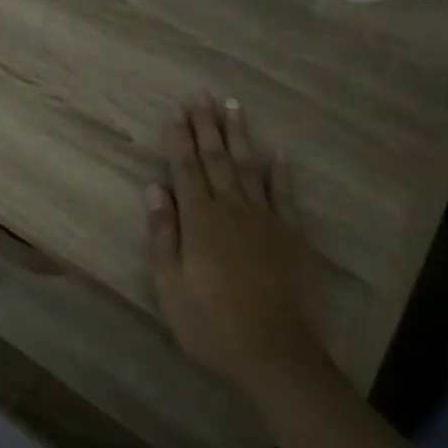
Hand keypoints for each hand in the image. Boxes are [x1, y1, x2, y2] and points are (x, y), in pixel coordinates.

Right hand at [145, 96, 325, 392]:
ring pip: (250, 168)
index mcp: (200, 220)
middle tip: (201, 94)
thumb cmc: (212, 324)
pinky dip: (281, 174)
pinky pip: (286, 196)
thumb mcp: (170, 285)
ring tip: (234, 106)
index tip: (175, 111)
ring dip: (240, 136)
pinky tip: (280, 155)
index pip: (185, 169)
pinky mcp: (293, 236)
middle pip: (217, 159)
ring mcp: (267, 220)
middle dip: (206, 125)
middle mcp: (233, 209)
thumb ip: (163, 234)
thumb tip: (154, 188)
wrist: (276, 352)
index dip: (178, 139)